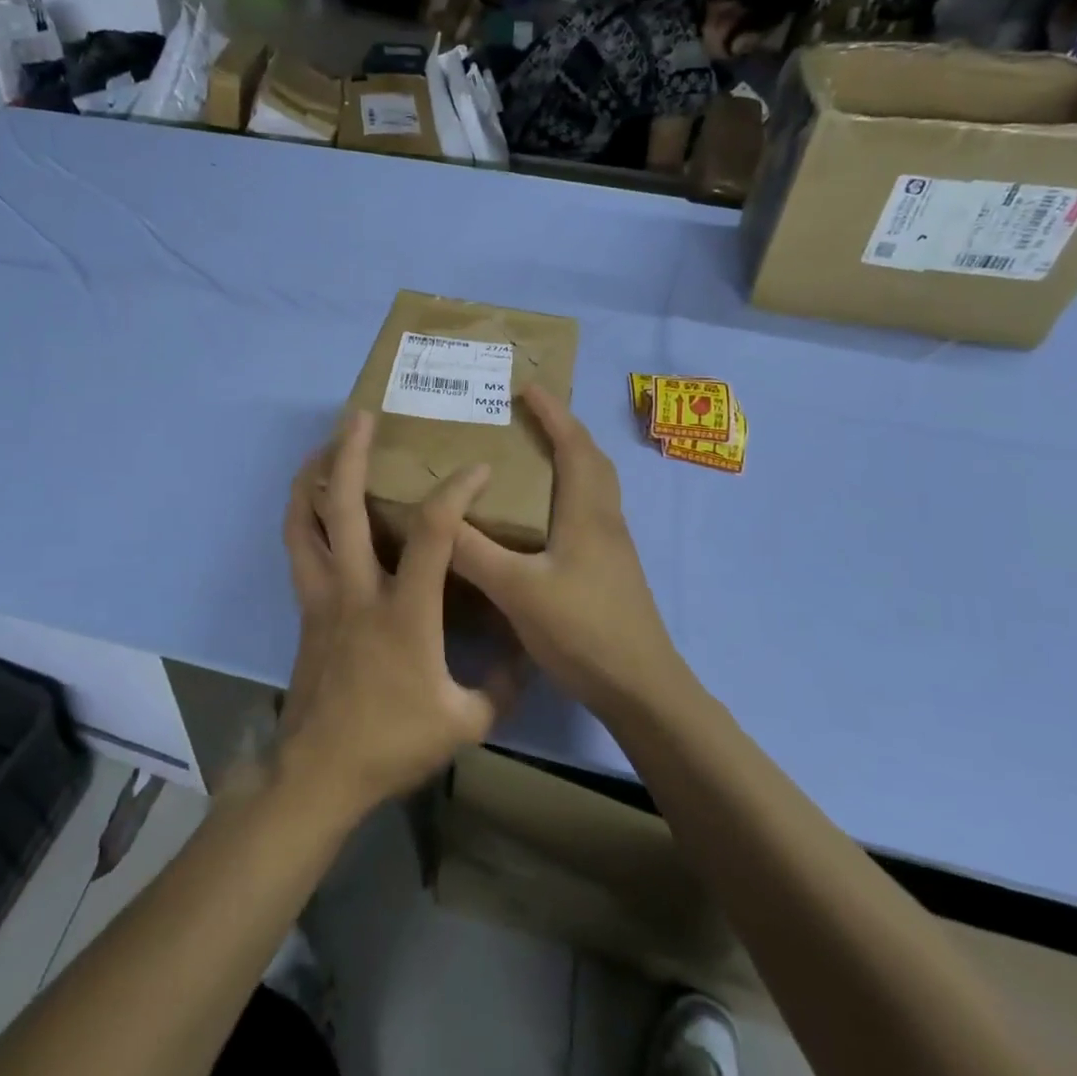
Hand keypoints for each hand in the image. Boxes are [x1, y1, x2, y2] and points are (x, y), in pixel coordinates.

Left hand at [278, 412, 525, 819]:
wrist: (319, 774)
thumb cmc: (393, 743)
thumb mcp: (466, 721)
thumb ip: (501, 682)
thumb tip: (524, 648)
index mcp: (404, 611)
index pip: (432, 533)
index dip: (455, 492)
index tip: (475, 468)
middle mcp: (357, 590)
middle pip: (344, 508)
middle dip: (350, 455)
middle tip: (359, 416)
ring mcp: (323, 598)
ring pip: (304, 525)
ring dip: (310, 481)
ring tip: (321, 449)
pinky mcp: (306, 611)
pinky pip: (298, 551)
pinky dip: (302, 519)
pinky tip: (311, 507)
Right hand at [452, 384, 680, 714]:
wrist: (641, 688)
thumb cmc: (583, 630)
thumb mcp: (518, 590)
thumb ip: (474, 553)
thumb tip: (435, 517)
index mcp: (588, 512)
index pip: (573, 445)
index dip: (552, 412)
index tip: (527, 387)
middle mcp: (605, 520)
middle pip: (591, 459)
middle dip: (562, 429)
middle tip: (527, 417)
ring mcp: (612, 547)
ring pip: (593, 486)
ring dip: (569, 460)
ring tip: (530, 457)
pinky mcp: (610, 570)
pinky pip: (589, 511)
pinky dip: (568, 493)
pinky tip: (540, 519)